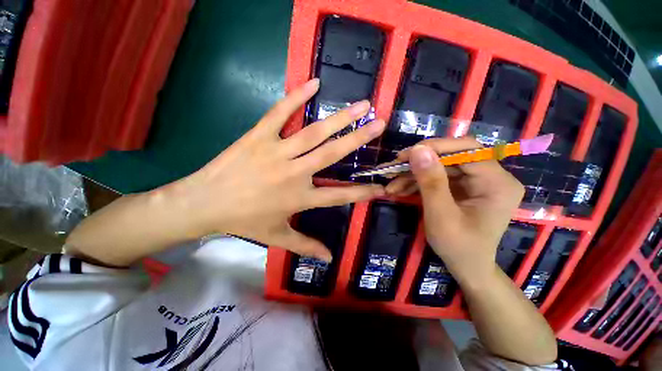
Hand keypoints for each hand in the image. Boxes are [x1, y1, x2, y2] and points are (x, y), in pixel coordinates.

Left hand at [167, 79, 385, 260]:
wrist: (203, 204)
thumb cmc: (243, 222)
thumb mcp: (277, 237)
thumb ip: (306, 246)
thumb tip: (328, 258)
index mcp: (299, 198)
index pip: (339, 196)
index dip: (362, 192)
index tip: (382, 186)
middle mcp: (294, 173)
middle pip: (331, 154)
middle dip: (358, 139)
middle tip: (379, 123)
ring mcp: (276, 152)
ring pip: (313, 133)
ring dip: (339, 118)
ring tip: (361, 105)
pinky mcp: (258, 136)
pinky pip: (279, 113)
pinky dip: (296, 97)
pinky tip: (314, 83)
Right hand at [387, 138, 523, 280]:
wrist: (466, 267)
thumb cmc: (458, 247)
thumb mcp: (441, 215)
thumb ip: (431, 182)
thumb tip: (418, 149)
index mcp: (497, 183)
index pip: (468, 150)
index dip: (435, 148)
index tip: (405, 155)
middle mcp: (492, 177)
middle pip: (452, 156)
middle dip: (420, 162)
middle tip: (394, 168)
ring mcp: (476, 181)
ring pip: (440, 166)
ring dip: (414, 174)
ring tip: (391, 185)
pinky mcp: (463, 187)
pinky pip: (438, 177)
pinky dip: (417, 182)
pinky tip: (400, 189)